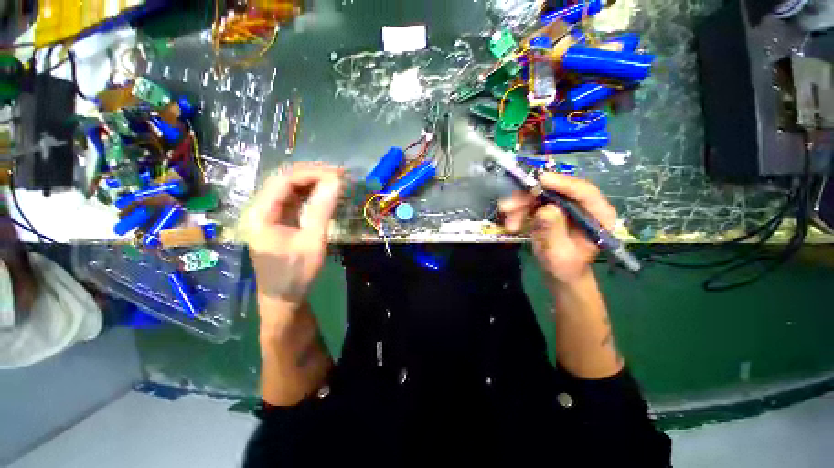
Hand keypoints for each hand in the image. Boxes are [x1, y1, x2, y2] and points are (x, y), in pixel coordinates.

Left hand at [247, 163, 343, 310]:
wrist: (283, 299)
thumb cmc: (296, 274)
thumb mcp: (313, 242)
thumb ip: (323, 209)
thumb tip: (336, 181)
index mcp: (261, 213)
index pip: (285, 180)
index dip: (312, 172)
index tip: (338, 173)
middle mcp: (261, 209)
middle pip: (285, 181)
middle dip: (313, 174)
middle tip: (340, 174)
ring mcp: (269, 215)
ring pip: (291, 189)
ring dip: (313, 183)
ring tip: (336, 180)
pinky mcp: (279, 222)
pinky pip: (295, 201)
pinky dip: (311, 195)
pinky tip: (325, 193)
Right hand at [499, 173, 616, 285]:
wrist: (559, 273)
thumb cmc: (565, 267)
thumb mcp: (559, 253)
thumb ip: (554, 231)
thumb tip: (546, 209)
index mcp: (597, 215)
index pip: (584, 192)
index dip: (563, 183)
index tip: (541, 180)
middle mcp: (581, 205)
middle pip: (555, 191)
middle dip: (529, 197)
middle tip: (508, 207)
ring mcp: (564, 206)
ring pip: (539, 195)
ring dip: (520, 206)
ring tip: (509, 224)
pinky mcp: (550, 208)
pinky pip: (532, 203)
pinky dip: (519, 211)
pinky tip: (511, 223)